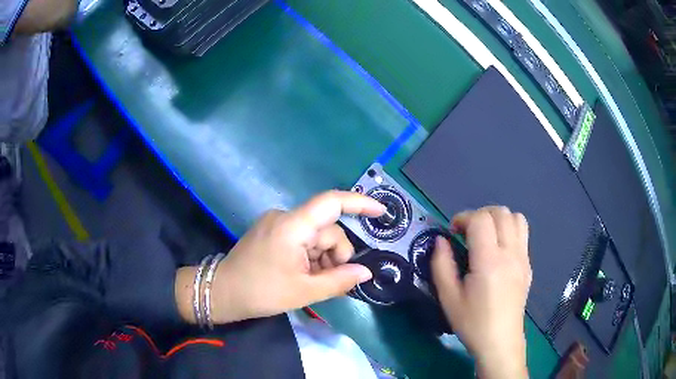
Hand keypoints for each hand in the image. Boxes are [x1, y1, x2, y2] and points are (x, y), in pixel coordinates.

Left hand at [176, 191, 384, 323]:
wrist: (221, 292)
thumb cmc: (261, 292)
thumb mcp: (304, 291)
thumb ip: (339, 281)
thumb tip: (366, 272)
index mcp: (292, 226)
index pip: (331, 202)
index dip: (359, 203)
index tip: (381, 212)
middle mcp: (285, 217)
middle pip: (326, 229)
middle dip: (334, 254)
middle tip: (328, 281)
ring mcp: (276, 223)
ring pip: (315, 236)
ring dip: (321, 258)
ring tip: (311, 282)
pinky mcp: (271, 231)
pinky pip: (301, 238)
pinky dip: (309, 256)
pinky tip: (302, 274)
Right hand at [432, 206, 531, 378]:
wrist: (500, 341)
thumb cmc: (472, 322)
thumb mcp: (448, 298)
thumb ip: (441, 265)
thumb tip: (441, 240)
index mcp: (489, 261)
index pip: (481, 219)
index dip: (463, 218)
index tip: (453, 233)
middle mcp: (510, 253)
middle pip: (500, 212)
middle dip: (480, 215)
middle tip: (467, 234)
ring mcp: (523, 258)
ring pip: (516, 218)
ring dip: (498, 219)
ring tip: (485, 237)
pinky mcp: (528, 265)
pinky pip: (523, 234)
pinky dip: (509, 230)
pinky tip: (498, 251)